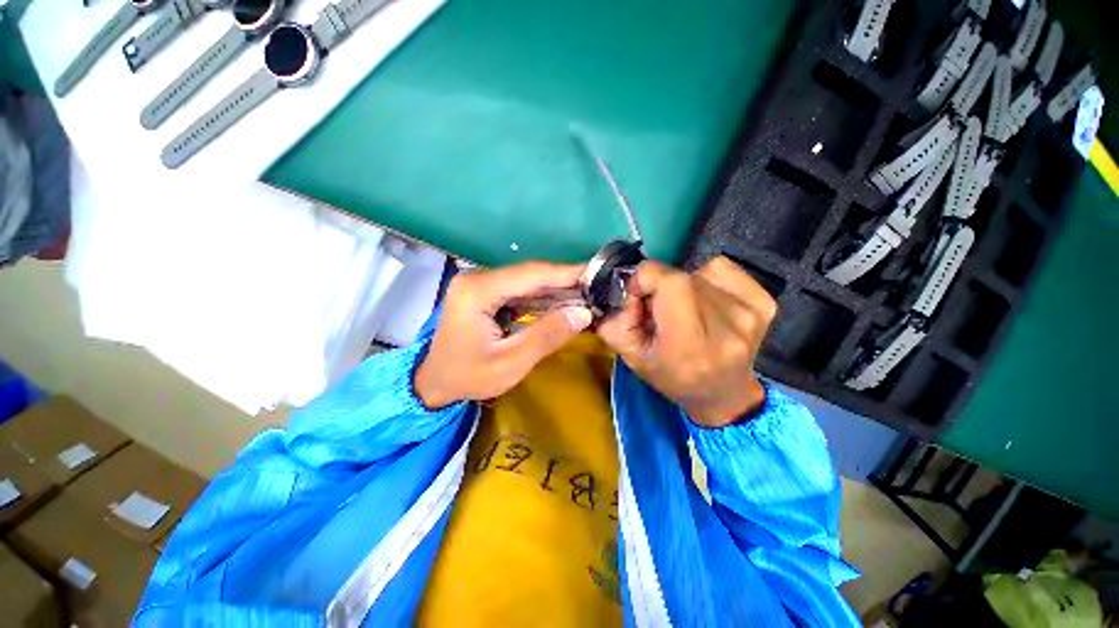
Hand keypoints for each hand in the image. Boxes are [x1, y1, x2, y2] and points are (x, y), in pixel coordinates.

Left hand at [415, 262, 593, 407]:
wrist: (433, 383)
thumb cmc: (467, 378)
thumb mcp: (510, 363)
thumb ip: (546, 336)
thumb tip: (583, 314)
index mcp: (478, 291)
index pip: (531, 275)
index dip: (566, 273)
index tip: (596, 273)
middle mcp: (477, 279)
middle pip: (529, 274)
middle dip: (564, 280)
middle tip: (596, 286)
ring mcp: (479, 284)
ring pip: (526, 281)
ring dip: (555, 288)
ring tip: (586, 293)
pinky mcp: (484, 292)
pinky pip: (519, 290)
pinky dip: (542, 296)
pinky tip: (561, 302)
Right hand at [598, 256, 776, 427]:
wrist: (724, 394)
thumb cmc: (673, 378)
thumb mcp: (632, 357)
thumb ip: (617, 322)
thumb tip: (625, 289)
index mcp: (691, 345)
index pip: (670, 283)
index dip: (646, 279)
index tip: (638, 294)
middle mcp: (727, 327)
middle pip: (682, 277)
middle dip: (660, 286)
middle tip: (658, 308)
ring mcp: (750, 313)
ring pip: (699, 273)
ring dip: (683, 286)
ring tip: (685, 310)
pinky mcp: (764, 303)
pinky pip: (722, 269)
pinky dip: (706, 279)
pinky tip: (705, 302)